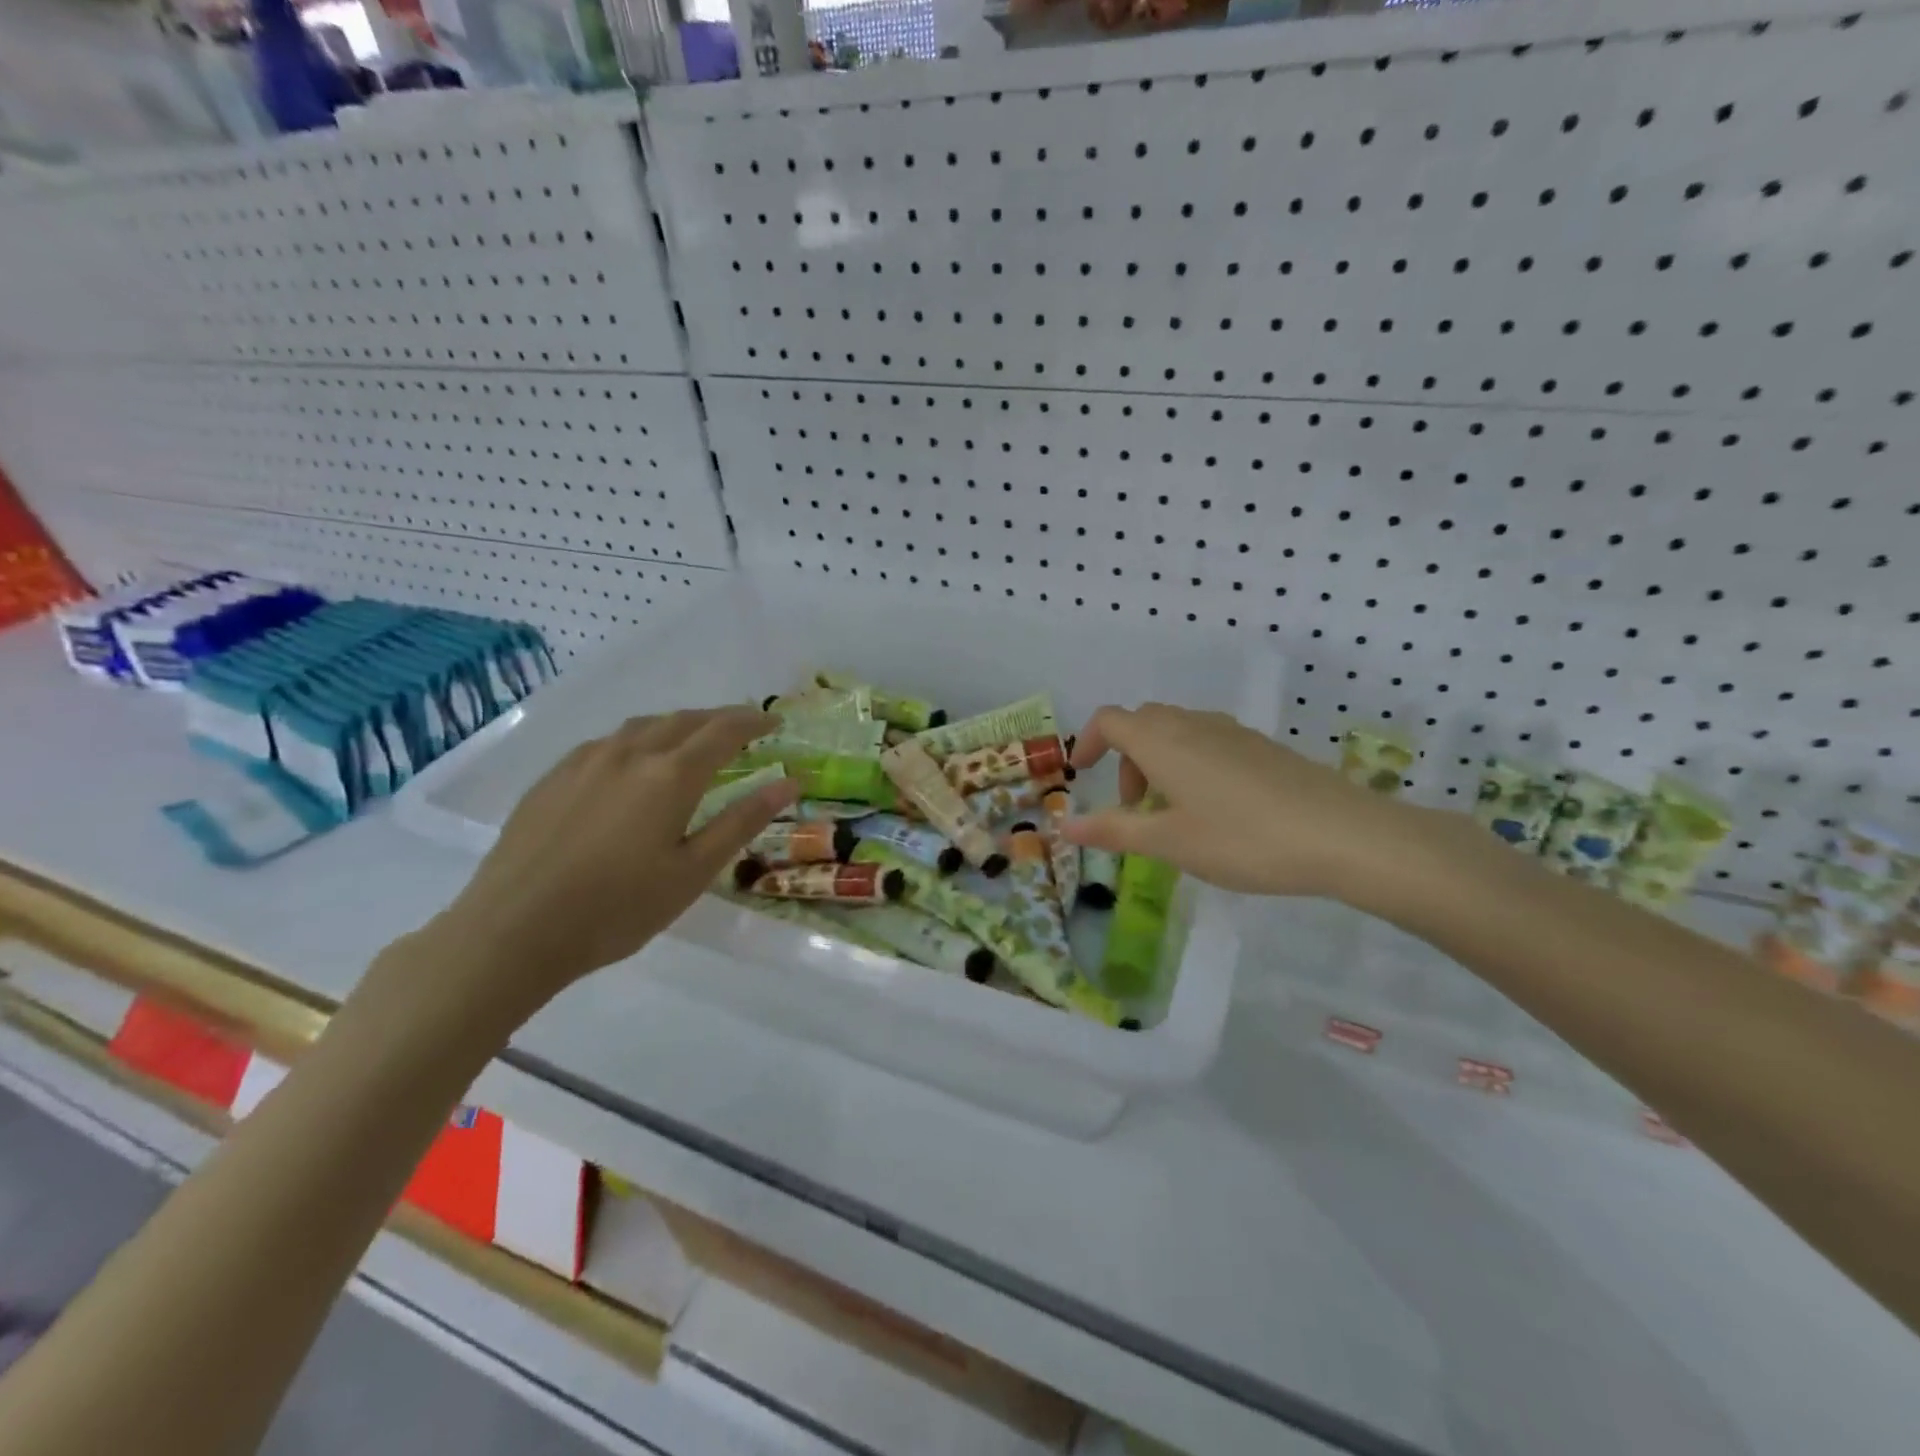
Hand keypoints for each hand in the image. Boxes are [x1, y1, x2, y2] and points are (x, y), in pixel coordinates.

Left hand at [421, 706, 796, 1013]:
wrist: (512, 931)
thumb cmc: (618, 908)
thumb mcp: (693, 872)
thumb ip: (741, 821)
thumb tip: (789, 782)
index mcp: (670, 775)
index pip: (723, 732)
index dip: (753, 724)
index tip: (774, 724)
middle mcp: (630, 753)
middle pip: (684, 720)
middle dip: (719, 720)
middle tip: (743, 731)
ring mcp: (586, 761)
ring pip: (643, 726)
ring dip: (678, 725)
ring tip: (694, 740)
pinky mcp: (554, 777)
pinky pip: (608, 742)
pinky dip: (639, 739)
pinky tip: (634, 762)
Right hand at [1062, 703, 1426, 901]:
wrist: (1342, 835)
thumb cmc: (1242, 839)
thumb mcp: (1169, 842)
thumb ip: (1114, 831)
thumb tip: (1064, 826)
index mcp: (1162, 741)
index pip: (1109, 720)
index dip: (1088, 742)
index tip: (1084, 776)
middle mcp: (1193, 725)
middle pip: (1142, 723)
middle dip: (1125, 759)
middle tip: (1133, 806)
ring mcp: (1232, 732)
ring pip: (1177, 732)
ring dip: (1158, 762)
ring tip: (1172, 812)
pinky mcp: (1261, 746)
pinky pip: (1208, 742)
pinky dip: (1190, 764)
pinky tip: (1214, 808)